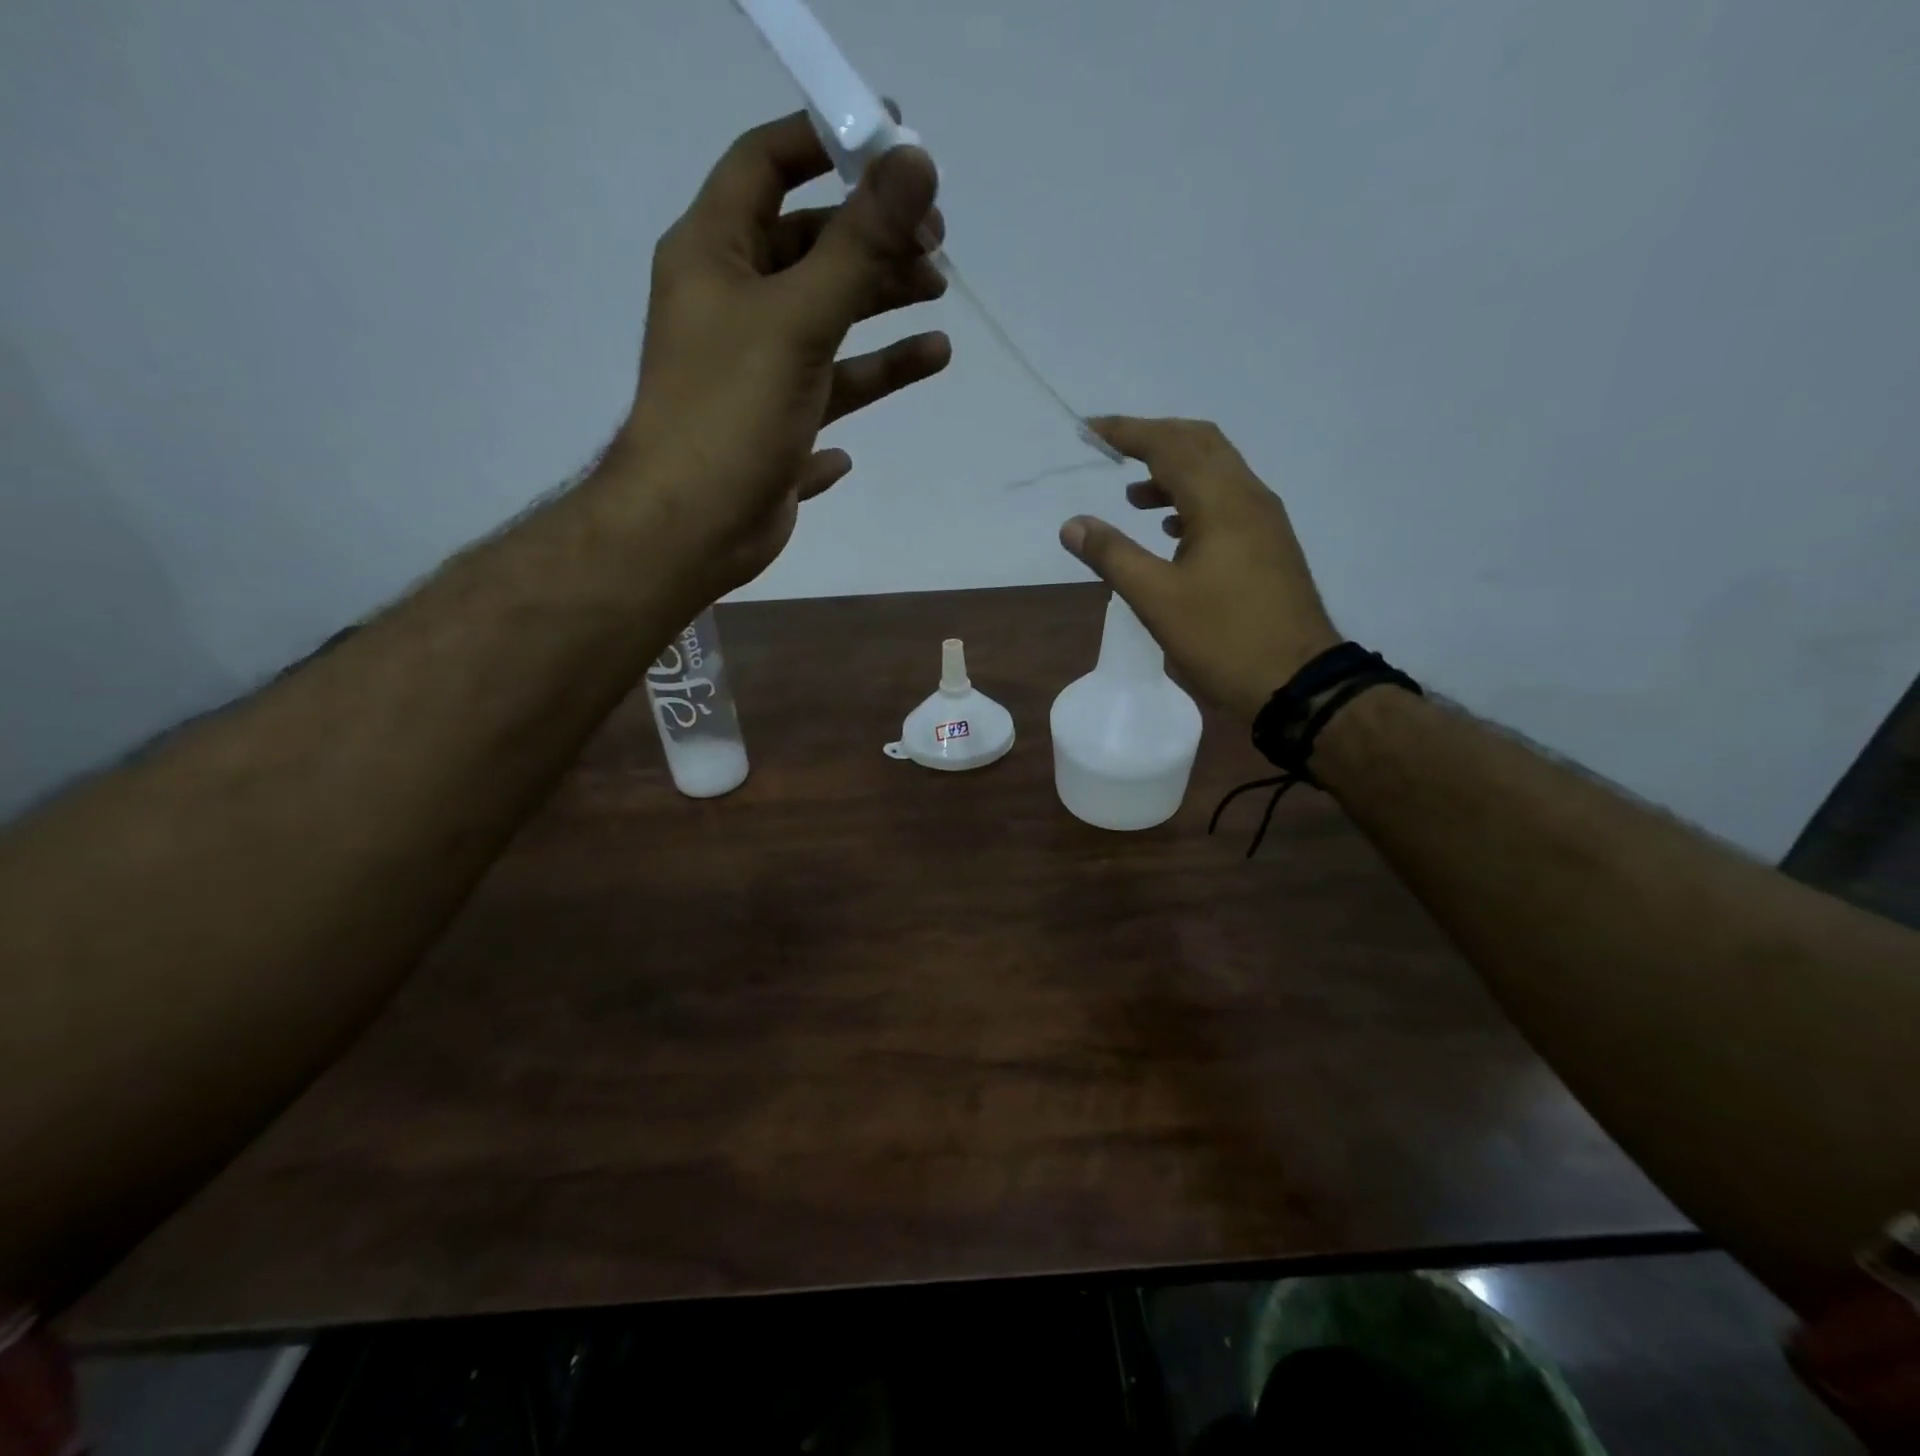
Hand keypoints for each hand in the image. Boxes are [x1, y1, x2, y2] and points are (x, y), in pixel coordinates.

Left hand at [606, 111, 952, 600]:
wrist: (693, 527)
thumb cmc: (731, 412)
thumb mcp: (797, 318)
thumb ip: (859, 245)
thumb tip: (917, 163)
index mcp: (714, 256)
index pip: (765, 165)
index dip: (825, 143)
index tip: (894, 146)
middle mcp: (731, 306)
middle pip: (809, 251)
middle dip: (873, 244)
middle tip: (936, 250)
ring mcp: (753, 372)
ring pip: (827, 326)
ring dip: (881, 314)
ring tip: (939, 312)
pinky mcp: (774, 429)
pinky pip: (827, 397)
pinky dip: (862, 385)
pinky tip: (902, 378)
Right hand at [1059, 418, 1339, 722]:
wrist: (1297, 682)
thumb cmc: (1223, 639)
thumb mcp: (1157, 600)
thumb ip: (1112, 555)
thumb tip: (1072, 524)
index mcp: (1222, 502)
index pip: (1170, 445)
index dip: (1127, 432)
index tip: (1090, 431)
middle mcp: (1249, 498)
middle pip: (1201, 443)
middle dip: (1155, 439)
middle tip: (1113, 449)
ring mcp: (1265, 522)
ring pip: (1218, 472)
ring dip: (1174, 471)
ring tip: (1134, 496)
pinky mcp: (1270, 546)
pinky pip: (1229, 501)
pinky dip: (1194, 499)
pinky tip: (1173, 529)